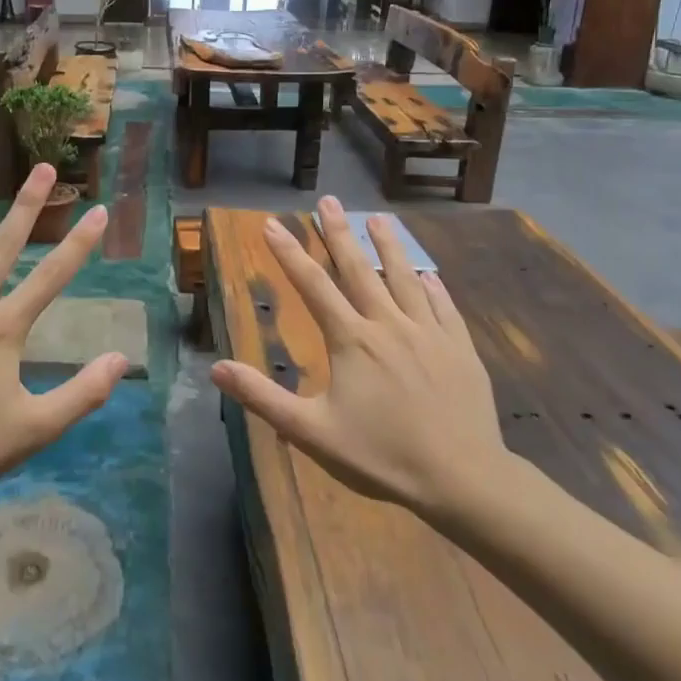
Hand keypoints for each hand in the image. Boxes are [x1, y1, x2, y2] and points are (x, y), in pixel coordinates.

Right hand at [211, 197, 510, 513]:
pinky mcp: (460, 348)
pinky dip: (432, 286)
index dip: (289, 252)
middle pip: (358, 269)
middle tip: (328, 200)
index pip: (313, 285)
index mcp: (352, 340)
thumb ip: (263, 398)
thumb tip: (216, 368)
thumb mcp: (312, 433)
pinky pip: (443, 306)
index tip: (272, 223)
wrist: (463, 479)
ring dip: (388, 246)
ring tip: (378, 219)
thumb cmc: (382, 457)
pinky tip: (428, 274)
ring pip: (404, 278)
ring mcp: (429, 333)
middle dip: (338, 232)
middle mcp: (389, 324)